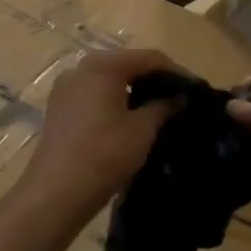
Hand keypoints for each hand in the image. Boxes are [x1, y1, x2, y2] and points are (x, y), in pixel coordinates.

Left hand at [26, 48, 180, 211]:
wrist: (57, 192)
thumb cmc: (105, 154)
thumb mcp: (142, 129)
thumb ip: (163, 106)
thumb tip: (178, 97)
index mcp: (102, 66)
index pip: (148, 58)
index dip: (175, 71)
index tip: (194, 88)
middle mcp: (80, 68)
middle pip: (126, 65)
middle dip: (153, 79)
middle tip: (177, 98)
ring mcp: (65, 89)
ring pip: (108, 80)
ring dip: (133, 91)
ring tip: (157, 109)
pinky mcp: (58, 109)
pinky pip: (93, 95)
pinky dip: (113, 101)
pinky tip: (128, 119)